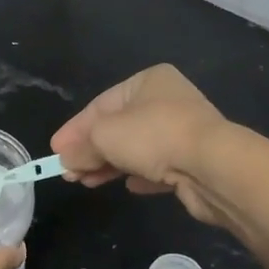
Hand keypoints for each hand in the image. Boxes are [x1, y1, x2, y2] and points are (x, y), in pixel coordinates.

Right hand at [50, 65, 231, 225]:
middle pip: (118, 127)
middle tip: (68, 172)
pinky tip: (128, 186)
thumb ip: (81, 147)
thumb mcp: (104, 137)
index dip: (75, 129)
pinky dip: (140, 175)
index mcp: (147, 81)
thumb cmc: (153, 136)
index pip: (101, 105)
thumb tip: (65, 159)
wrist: (213, 167)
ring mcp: (184, 131)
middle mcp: (167, 101)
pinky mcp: (194, 161)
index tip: (55, 150)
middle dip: (90, 150)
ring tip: (87, 182)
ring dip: (110, 165)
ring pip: (137, 148)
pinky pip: (159, 166)